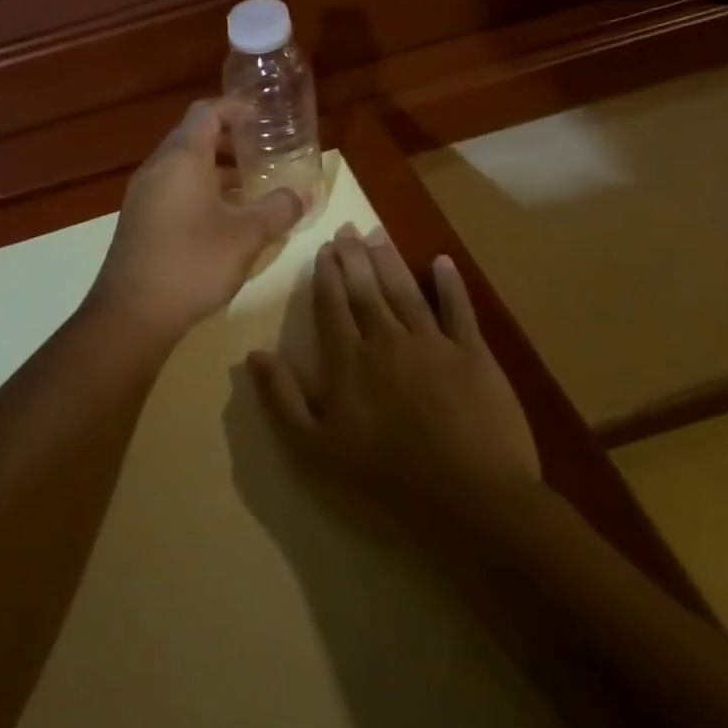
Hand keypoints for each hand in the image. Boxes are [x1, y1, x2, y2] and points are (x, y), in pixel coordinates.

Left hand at [88, 100, 304, 344]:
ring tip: (251, 186)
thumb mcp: (246, 236)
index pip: (206, 112)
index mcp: (181, 158)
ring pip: (183, 166)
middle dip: (230, 141)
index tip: (263, 117)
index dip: (235, 108)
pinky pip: (172, 190)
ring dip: (216, 170)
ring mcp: (143, 195)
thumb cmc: (192, 263)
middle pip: (193, 137)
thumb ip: (278, 210)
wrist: (132, 313)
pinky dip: (199, 190)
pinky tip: (224, 218)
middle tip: (264, 152)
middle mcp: (157, 168)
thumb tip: (303, 194)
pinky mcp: (139, 220)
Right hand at [249, 224, 540, 530]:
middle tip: (347, 227)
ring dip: (390, 260)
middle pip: (366, 290)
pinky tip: (443, 262)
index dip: (326, 275)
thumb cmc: (385, 480)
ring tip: (378, 232)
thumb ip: (282, 399)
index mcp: (348, 361)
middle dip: (354, 257)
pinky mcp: (474, 356)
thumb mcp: (314, 451)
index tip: (323, 248)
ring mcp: (434, 344)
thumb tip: (253, 355)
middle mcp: (387, 340)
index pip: (332, 306)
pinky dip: (451, 285)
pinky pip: (459, 310)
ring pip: (406, 291)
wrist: (470, 501)